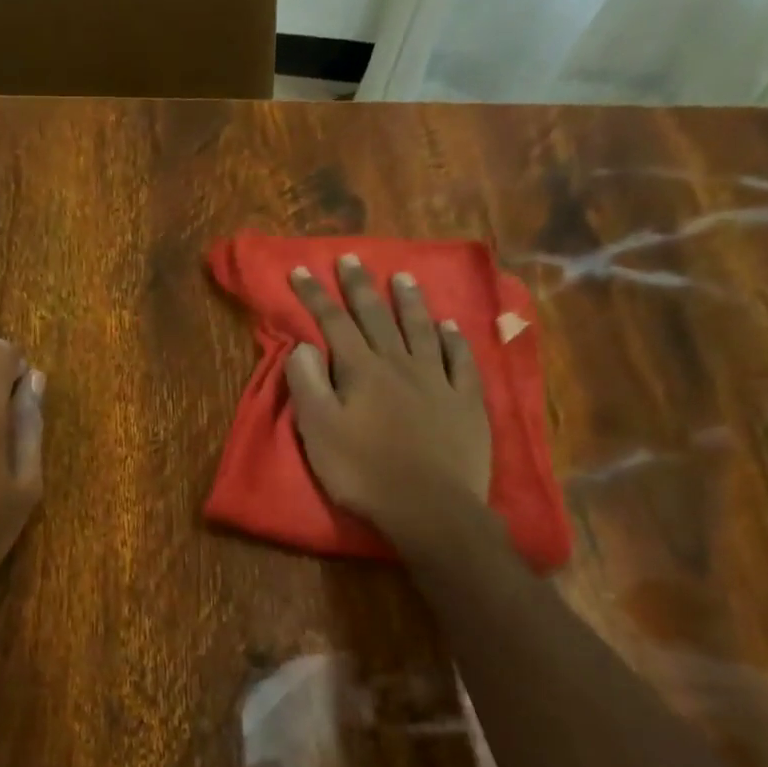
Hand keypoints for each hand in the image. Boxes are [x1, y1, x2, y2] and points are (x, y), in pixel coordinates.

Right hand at [286, 255, 492, 553]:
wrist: (430, 508)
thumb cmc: (363, 472)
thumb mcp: (318, 431)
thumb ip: (308, 384)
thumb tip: (303, 345)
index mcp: (360, 371)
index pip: (333, 323)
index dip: (315, 295)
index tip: (302, 269)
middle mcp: (399, 364)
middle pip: (376, 317)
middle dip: (360, 286)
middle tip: (351, 258)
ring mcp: (437, 380)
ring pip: (421, 329)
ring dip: (409, 302)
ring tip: (403, 277)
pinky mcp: (466, 401)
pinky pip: (460, 359)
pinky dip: (453, 338)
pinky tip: (449, 326)